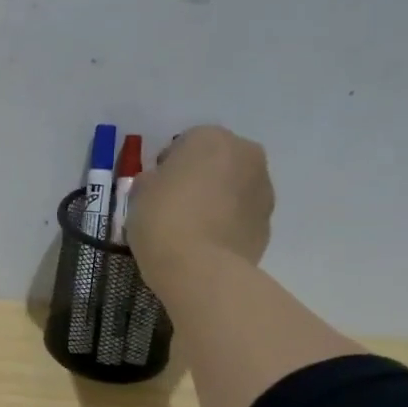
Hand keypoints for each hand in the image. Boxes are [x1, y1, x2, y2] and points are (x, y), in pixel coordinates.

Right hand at [126, 124, 273, 286]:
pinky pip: (242, 214)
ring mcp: (262, 188)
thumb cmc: (163, 220)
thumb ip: (152, 180)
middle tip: (175, 205)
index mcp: (210, 138)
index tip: (155, 189)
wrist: (201, 268)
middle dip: (200, 177)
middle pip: (217, 161)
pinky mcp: (268, 221)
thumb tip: (160, 183)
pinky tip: (207, 243)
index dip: (167, 166)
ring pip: (233, 186)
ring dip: (217, 199)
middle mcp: (245, 154)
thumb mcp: (139, 194)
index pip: (184, 143)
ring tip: (193, 228)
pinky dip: (228, 222)